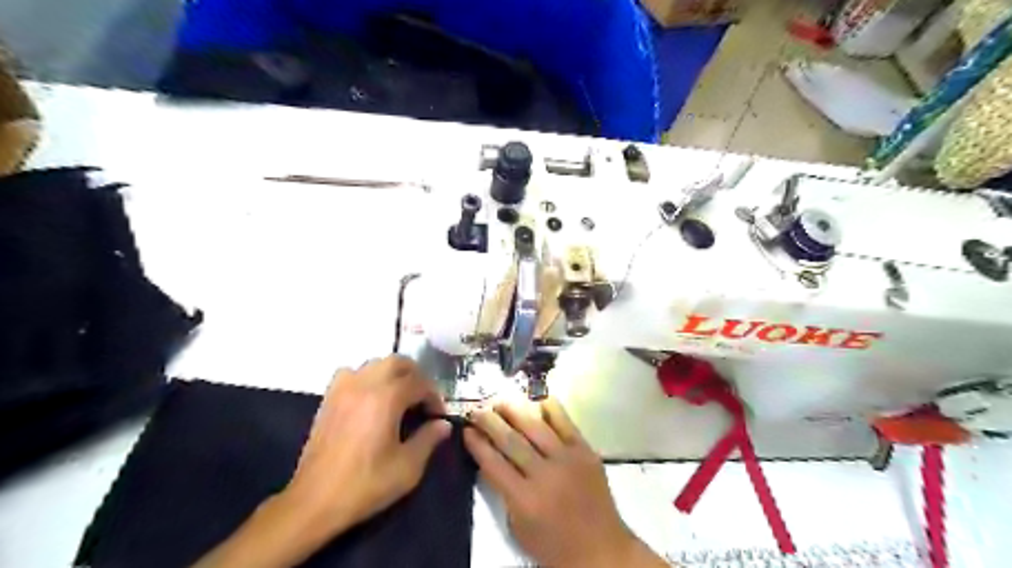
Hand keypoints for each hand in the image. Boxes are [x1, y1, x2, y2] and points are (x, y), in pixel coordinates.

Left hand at [277, 356, 448, 540]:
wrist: (314, 502)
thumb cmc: (365, 485)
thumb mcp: (407, 468)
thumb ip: (429, 440)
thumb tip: (443, 424)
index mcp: (387, 399)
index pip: (420, 383)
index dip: (434, 397)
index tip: (438, 416)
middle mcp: (365, 385)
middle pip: (398, 362)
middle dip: (416, 376)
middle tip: (423, 399)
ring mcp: (343, 389)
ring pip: (375, 364)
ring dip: (393, 374)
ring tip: (400, 397)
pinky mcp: (329, 398)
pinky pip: (353, 372)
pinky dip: (367, 377)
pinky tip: (371, 398)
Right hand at [463, 399, 669, 566]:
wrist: (602, 549)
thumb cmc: (554, 546)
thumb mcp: (519, 527)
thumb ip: (504, 493)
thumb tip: (491, 459)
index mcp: (525, 499)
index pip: (493, 463)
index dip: (477, 444)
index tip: (466, 430)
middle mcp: (544, 475)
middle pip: (511, 440)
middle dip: (490, 422)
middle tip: (477, 410)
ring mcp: (567, 459)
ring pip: (536, 427)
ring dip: (515, 411)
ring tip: (500, 401)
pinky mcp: (585, 451)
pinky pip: (565, 423)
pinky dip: (551, 409)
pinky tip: (538, 399)